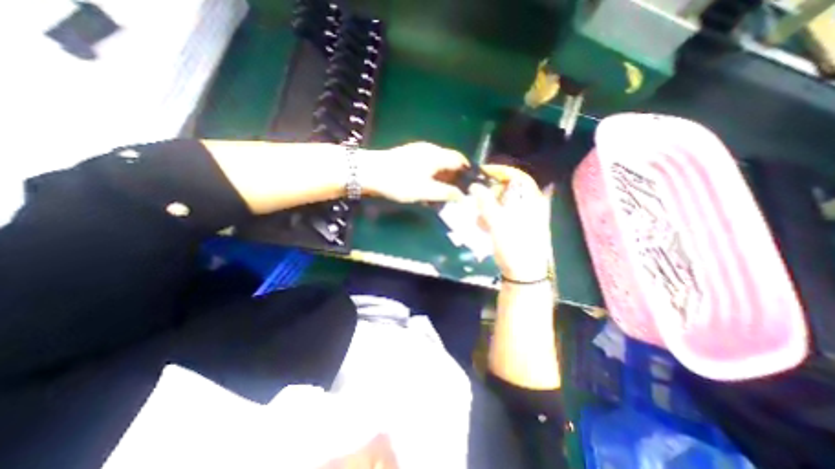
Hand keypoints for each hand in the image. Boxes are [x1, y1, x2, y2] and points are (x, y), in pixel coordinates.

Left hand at [365, 140, 471, 201]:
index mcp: (437, 155)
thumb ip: (446, 193)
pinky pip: (427, 164)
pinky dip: (432, 175)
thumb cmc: (400, 182)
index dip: (467, 172)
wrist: (369, 172)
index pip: (460, 159)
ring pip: (437, 163)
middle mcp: (430, 149)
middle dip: (455, 176)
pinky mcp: (408, 155)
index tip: (470, 185)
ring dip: (443, 176)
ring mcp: (417, 150)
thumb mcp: (425, 191)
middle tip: (456, 192)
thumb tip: (462, 196)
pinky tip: (427, 186)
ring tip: (442, 192)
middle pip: (449, 161)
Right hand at [470, 165, 553, 281]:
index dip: (499, 173)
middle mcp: (530, 206)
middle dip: (490, 195)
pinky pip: (502, 217)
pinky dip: (491, 219)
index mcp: (532, 200)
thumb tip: (474, 185)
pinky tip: (483, 227)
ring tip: (479, 219)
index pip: (517, 176)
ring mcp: (524, 218)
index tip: (482, 174)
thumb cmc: (514, 245)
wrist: (523, 274)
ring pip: (503, 204)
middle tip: (477, 200)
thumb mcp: (498, 222)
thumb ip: (485, 202)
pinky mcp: (517, 228)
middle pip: (508, 190)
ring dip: (488, 209)